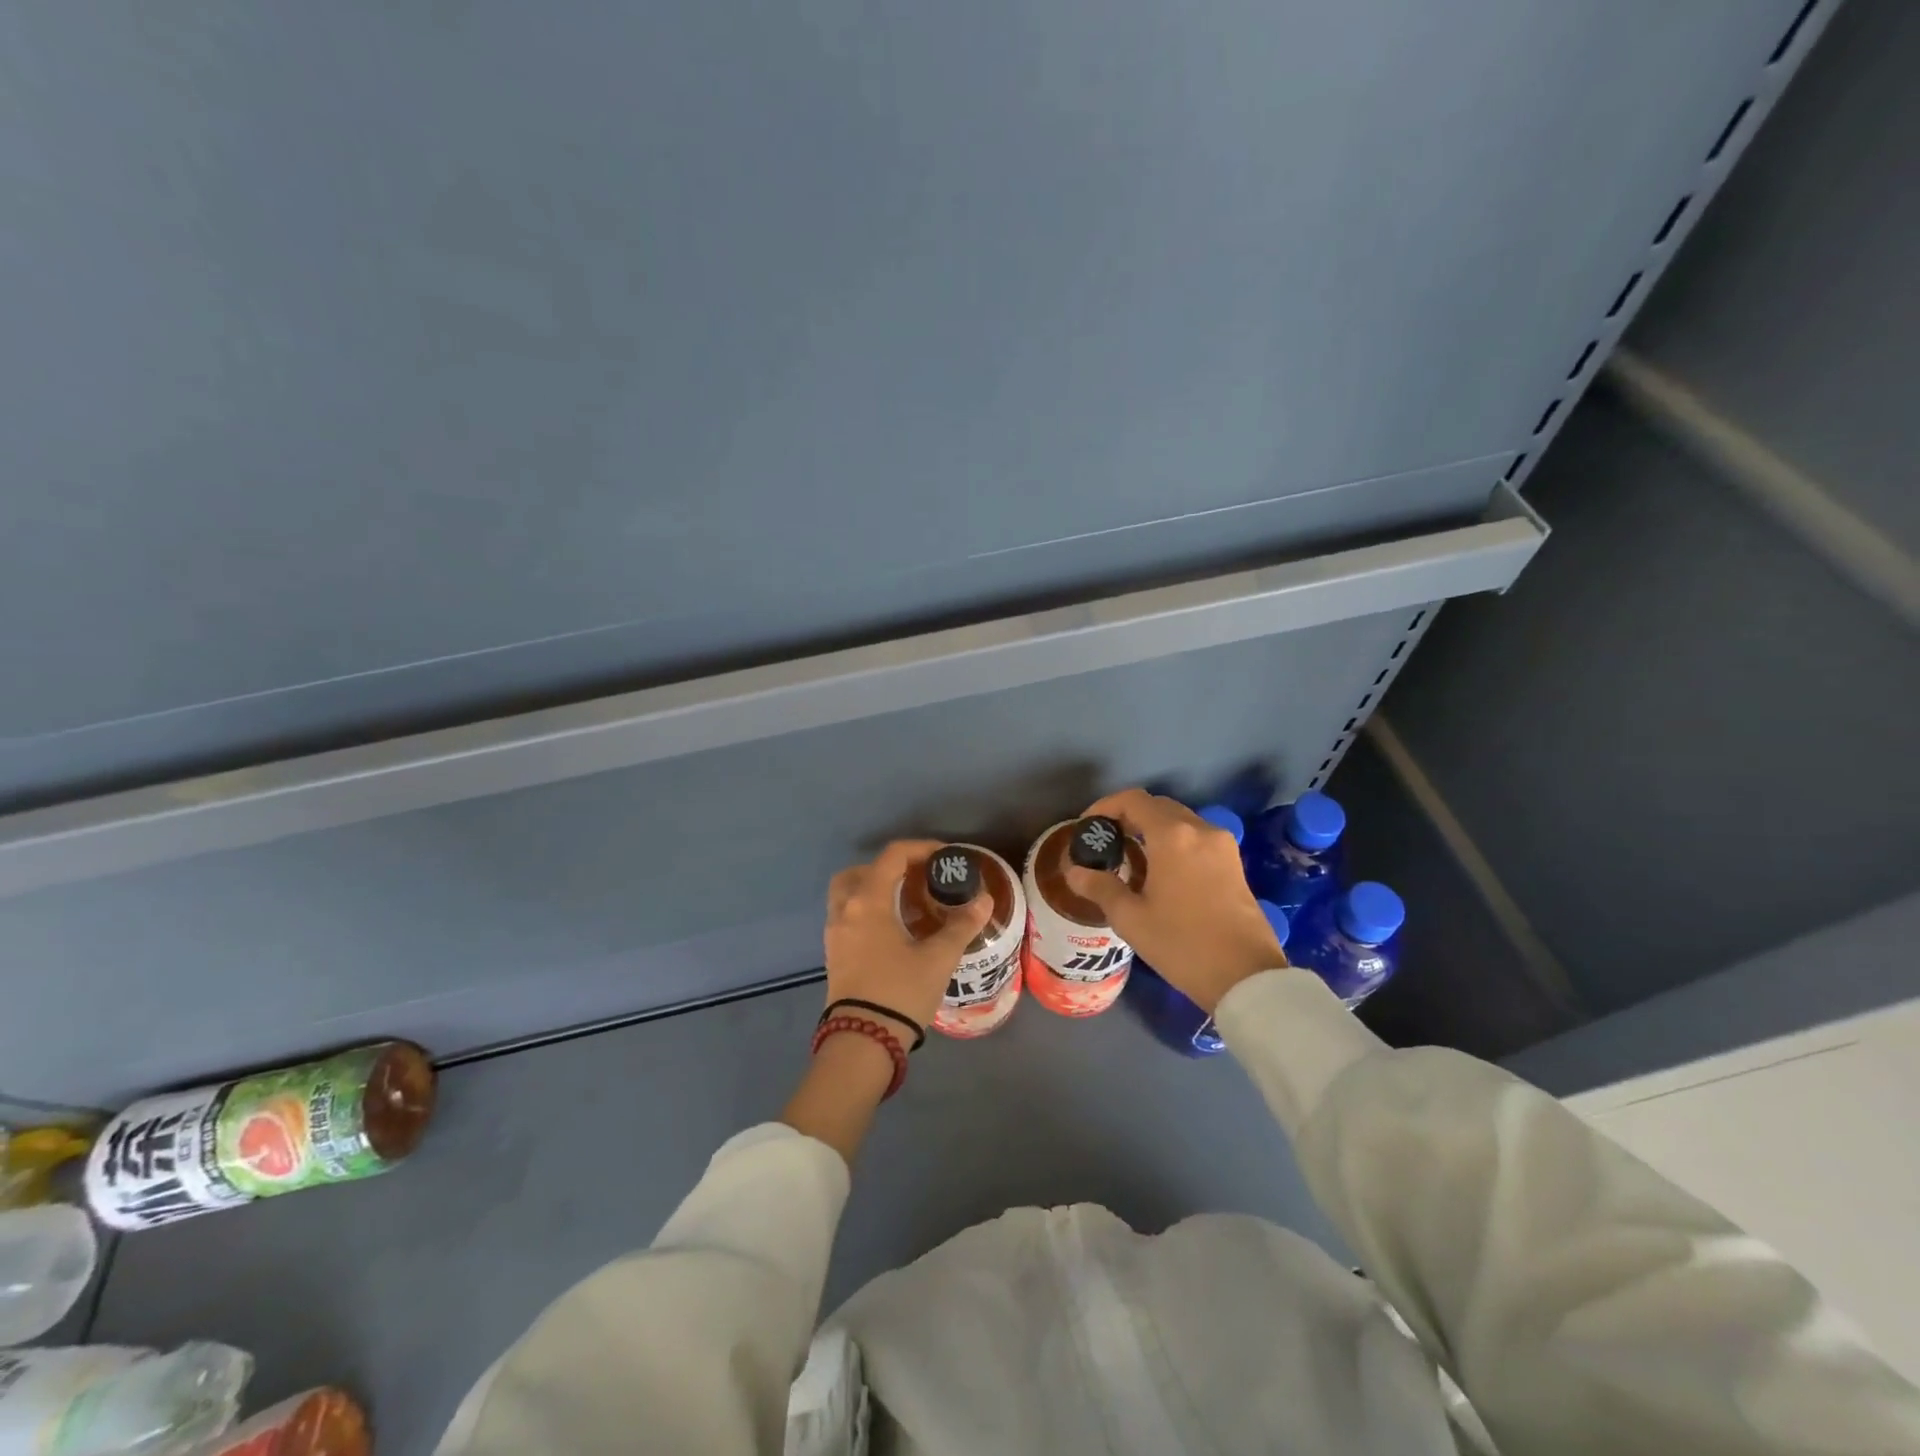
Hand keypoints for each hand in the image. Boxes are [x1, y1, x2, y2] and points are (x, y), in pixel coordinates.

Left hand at [824, 840, 992, 1048]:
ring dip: (874, 887)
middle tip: (918, 878)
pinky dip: (866, 909)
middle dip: (890, 867)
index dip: (919, 849)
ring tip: (906, 902)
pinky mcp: (833, 953)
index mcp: (868, 901)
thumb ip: (961, 925)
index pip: (892, 857)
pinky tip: (893, 928)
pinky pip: (847, 915)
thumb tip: (983, 900)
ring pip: (848, 893)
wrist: (862, 1042)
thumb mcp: (938, 958)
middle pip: (862, 870)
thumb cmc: (901, 992)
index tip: (944, 857)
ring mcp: (834, 932)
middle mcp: (845, 909)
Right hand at [1064, 788, 1286, 1013]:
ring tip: (1130, 857)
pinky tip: (1161, 871)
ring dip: (1152, 829)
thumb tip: (1076, 872)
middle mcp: (1200, 829)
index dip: (1105, 807)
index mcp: (1172, 836)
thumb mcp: (1131, 919)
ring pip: (1180, 820)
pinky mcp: (1234, 863)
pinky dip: (1174, 842)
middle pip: (1157, 806)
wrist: (1246, 977)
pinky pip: (1196, 838)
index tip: (1088, 828)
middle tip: (1106, 842)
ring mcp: (1222, 845)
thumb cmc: (1182, 944)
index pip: (1133, 800)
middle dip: (1128, 817)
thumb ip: (1100, 888)